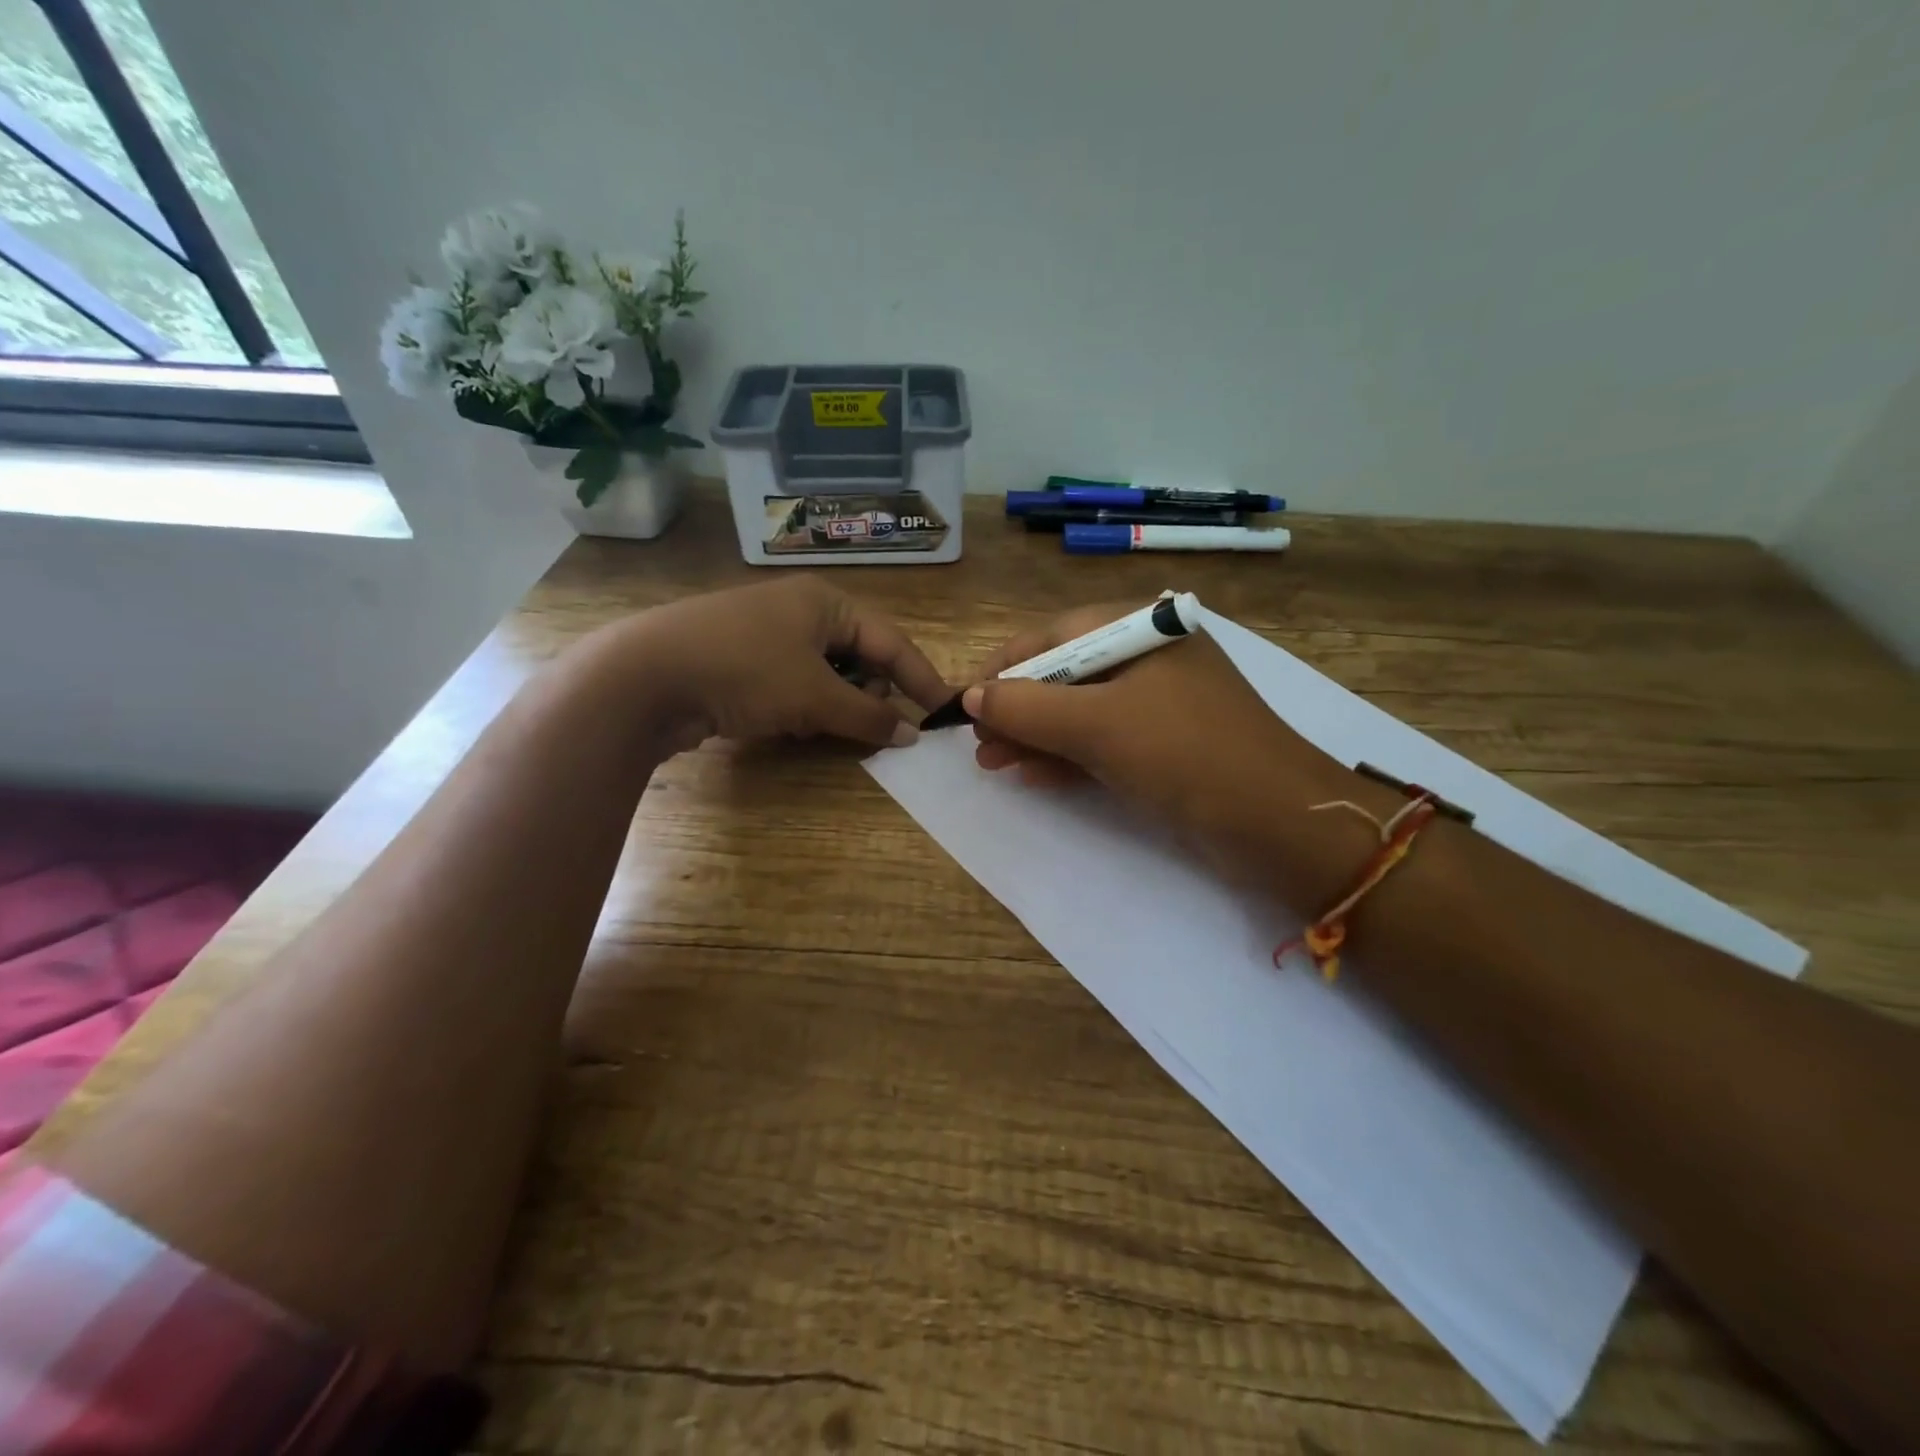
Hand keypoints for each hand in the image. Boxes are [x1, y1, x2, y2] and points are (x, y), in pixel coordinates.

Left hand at [602, 578, 952, 751]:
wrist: (644, 677)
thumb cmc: (745, 671)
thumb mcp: (815, 696)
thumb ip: (869, 716)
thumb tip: (912, 733)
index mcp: (825, 602)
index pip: (890, 641)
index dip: (921, 677)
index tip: (945, 710)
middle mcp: (799, 610)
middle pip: (858, 656)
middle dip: (868, 693)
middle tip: (866, 724)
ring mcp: (765, 634)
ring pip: (825, 675)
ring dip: (833, 705)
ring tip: (818, 726)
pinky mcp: (739, 661)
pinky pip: (792, 685)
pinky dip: (801, 707)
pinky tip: (787, 726)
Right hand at [963, 603, 1341, 856]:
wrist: (1280, 824)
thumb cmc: (1186, 754)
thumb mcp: (1098, 725)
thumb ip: (1027, 706)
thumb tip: (970, 697)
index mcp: (1141, 629)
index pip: (1054, 636)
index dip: (1003, 669)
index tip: (963, 702)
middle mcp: (1150, 657)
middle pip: (1065, 675)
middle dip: (1017, 710)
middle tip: (978, 745)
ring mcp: (1161, 703)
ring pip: (1082, 712)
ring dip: (1035, 737)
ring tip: (993, 764)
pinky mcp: (1167, 745)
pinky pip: (1105, 741)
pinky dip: (1068, 756)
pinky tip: (1031, 775)